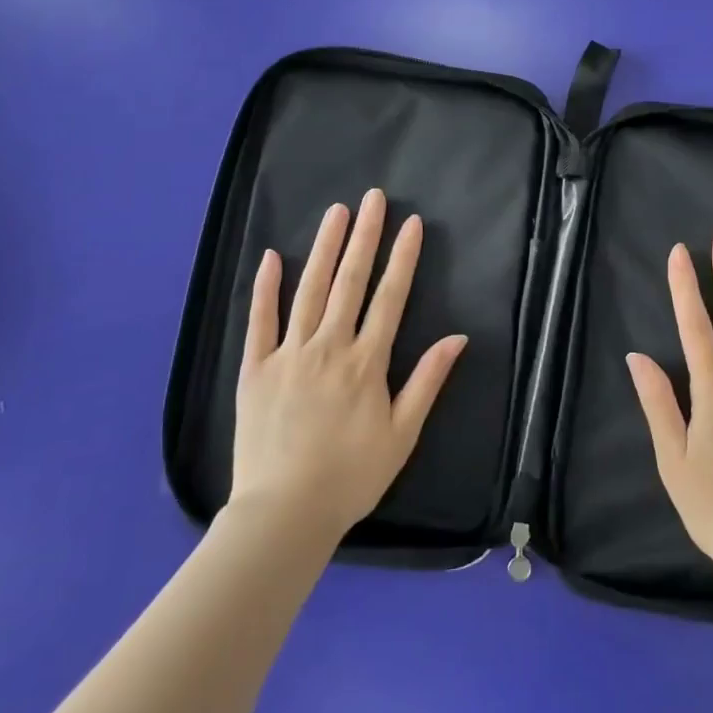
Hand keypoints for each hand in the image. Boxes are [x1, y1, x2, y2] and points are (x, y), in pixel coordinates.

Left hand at [230, 189, 467, 540]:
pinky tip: (271, 257)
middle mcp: (329, 347)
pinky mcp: (255, 369)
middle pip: (349, 282)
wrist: (284, 513)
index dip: (402, 258)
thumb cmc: (351, 476)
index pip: (390, 297)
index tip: (411, 224)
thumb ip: (427, 381)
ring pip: (308, 290)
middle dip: (364, 236)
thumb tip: (457, 338)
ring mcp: (288, 354)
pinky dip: (265, 287)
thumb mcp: (402, 434)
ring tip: (335, 212)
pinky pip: (259, 320)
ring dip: (323, 248)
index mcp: (366, 363)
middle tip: (373, 198)